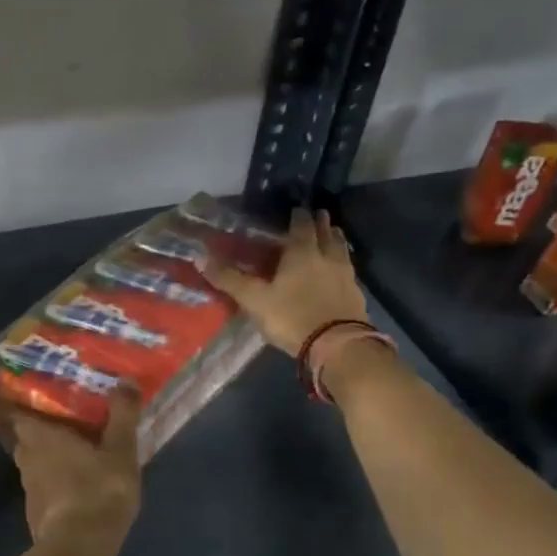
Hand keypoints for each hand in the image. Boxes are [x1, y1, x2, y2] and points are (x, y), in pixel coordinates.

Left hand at [0, 390, 141, 544]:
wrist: (80, 549)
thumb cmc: (98, 490)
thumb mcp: (120, 450)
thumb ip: (122, 415)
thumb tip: (124, 380)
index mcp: (40, 436)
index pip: (16, 412)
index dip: (21, 402)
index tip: (34, 395)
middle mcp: (27, 458)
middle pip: (26, 437)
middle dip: (40, 430)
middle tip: (63, 421)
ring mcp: (29, 489)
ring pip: (34, 463)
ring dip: (48, 457)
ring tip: (73, 451)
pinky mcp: (37, 513)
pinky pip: (44, 488)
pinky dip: (55, 482)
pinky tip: (75, 485)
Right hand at [201, 208, 368, 356]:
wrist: (336, 345)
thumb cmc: (291, 317)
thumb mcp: (254, 300)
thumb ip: (230, 280)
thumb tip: (200, 259)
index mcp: (302, 252)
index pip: (301, 226)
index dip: (298, 217)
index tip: (296, 210)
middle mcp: (327, 256)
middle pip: (326, 233)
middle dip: (321, 223)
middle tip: (318, 215)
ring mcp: (345, 275)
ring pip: (341, 248)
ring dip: (335, 239)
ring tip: (332, 235)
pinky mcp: (356, 294)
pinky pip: (349, 269)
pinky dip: (343, 263)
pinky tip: (339, 269)